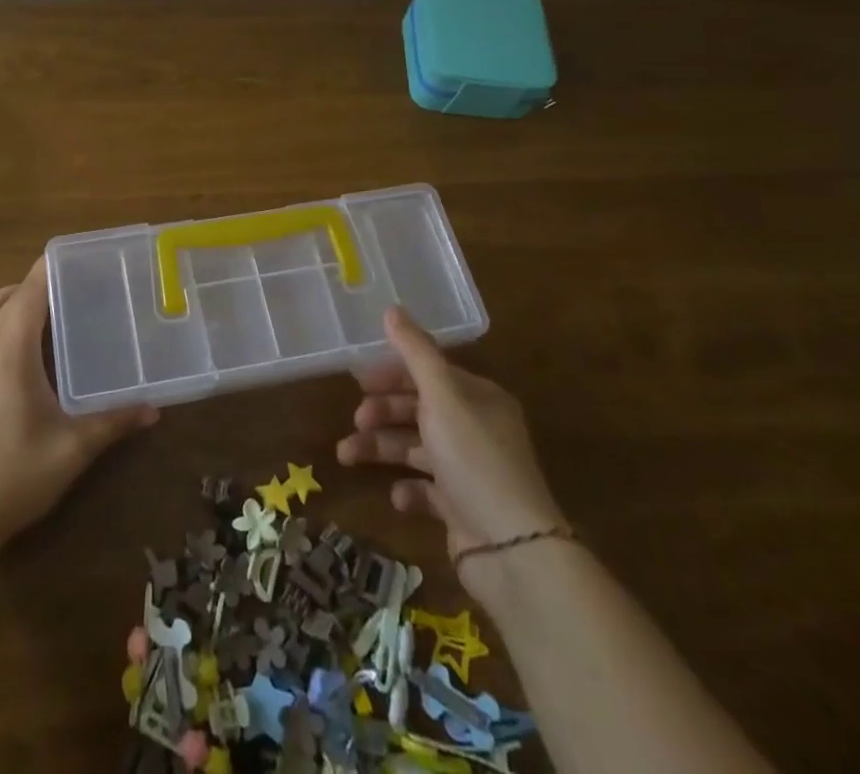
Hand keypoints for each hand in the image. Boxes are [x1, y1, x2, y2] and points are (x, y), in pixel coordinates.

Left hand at [0, 259, 157, 549]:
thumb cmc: (10, 474)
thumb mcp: (71, 449)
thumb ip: (112, 422)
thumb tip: (153, 409)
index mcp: (9, 349)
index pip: (30, 290)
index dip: (53, 267)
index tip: (84, 257)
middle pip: (5, 296)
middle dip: (36, 284)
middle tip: (75, 288)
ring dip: (15, 303)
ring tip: (54, 316)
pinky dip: (5, 327)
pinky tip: (33, 356)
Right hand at [338, 307, 564, 557]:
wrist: (512, 550)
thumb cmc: (474, 458)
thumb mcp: (442, 395)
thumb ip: (415, 352)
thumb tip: (392, 309)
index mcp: (478, 397)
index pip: (430, 373)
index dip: (394, 372)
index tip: (360, 379)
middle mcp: (476, 428)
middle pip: (419, 408)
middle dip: (383, 411)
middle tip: (356, 418)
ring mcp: (469, 470)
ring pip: (415, 447)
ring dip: (381, 449)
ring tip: (347, 455)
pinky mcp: (461, 508)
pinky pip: (426, 490)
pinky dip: (407, 489)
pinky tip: (396, 495)